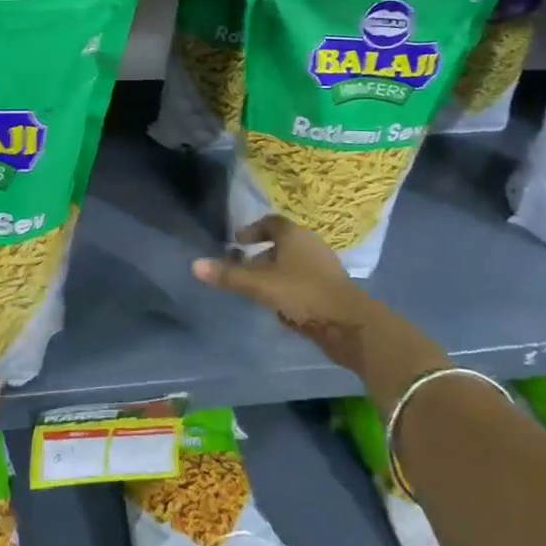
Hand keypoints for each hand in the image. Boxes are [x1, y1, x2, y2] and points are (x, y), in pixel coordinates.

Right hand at [192, 215, 445, 402]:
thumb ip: (228, 276)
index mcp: (294, 235)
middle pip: (282, 243)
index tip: (237, 241)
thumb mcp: (260, 285)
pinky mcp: (332, 290)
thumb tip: (194, 265)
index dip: (253, 229)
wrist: (351, 324)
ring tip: (257, 290)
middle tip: (242, 268)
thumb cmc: (303, 294)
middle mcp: (311, 245)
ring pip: (293, 264)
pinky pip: (304, 282)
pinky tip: (280, 307)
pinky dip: (289, 288)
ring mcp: (324, 268)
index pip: (271, 222)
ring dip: (275, 273)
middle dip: (261, 254)